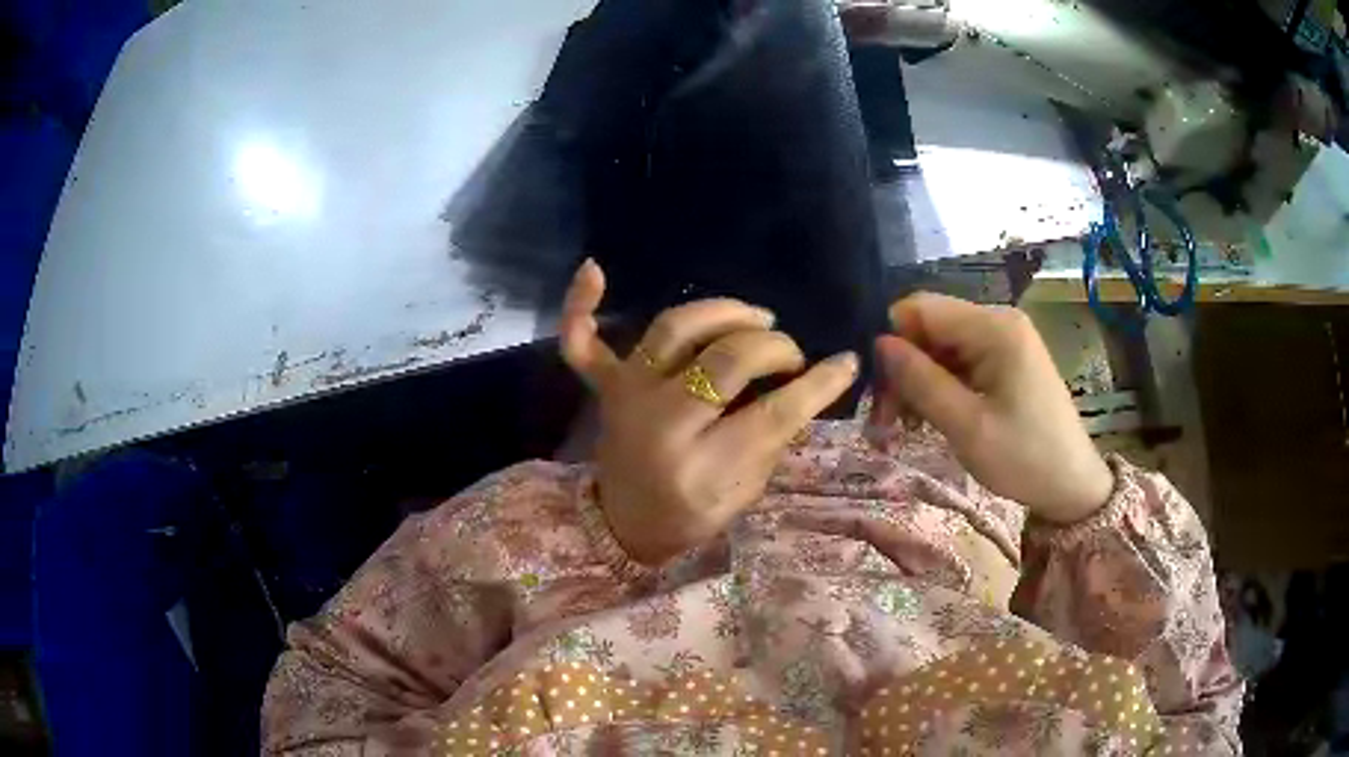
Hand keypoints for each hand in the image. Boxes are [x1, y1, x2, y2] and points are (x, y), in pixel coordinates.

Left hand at [560, 260, 859, 563]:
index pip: (773, 414)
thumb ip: (771, 441)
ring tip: (755, 318)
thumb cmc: (689, 516)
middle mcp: (661, 423)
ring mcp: (628, 397)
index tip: (846, 362)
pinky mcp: (606, 387)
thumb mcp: (742, 495)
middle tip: (791, 354)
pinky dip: (581, 306)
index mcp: (701, 467)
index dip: (818, 385)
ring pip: (675, 329)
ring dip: (722, 313)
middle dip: (774, 348)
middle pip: (727, 360)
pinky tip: (594, 269)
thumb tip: (806, 386)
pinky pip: (582, 343)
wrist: (623, 526)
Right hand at [871, 293, 1113, 523]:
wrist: (1072, 485)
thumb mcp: (966, 426)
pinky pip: (959, 361)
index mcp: (994, 328)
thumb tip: (879, 344)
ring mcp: (1004, 340)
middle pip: (929, 327)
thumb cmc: (1023, 457)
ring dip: (918, 382)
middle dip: (902, 368)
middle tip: (884, 421)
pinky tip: (931, 417)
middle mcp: (998, 321)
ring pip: (940, 347)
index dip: (890, 340)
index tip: (875, 388)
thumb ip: (921, 381)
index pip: (921, 308)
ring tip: (904, 426)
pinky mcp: (1006, 360)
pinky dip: (939, 387)